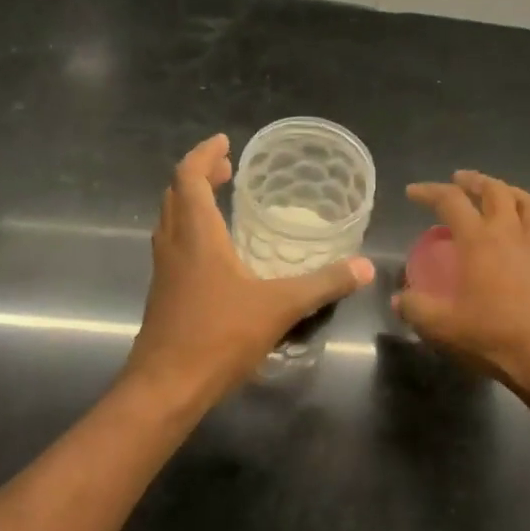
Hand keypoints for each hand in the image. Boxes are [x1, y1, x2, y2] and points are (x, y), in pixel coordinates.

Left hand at [124, 134, 373, 412]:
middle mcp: (174, 245)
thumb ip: (324, 284)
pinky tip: (217, 254)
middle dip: (200, 176)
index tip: (224, 142)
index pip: (189, 178)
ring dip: (191, 202)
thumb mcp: (280, 306)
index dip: (204, 155)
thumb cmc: (218, 336)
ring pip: (170, 220)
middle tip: (229, 170)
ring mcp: (164, 271)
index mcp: (196, 235)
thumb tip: (366, 266)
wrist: (166, 387)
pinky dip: (190, 231)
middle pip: (175, 194)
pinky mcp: (163, 294)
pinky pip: (173, 246)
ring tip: (221, 201)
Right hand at [394, 171, 529, 390]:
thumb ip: (415, 308)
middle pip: (495, 190)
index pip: (451, 201)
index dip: (430, 191)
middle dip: (474, 180)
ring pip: (527, 202)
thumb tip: (398, 299)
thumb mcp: (442, 327)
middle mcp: (510, 232)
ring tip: (497, 195)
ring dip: (508, 191)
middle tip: (459, 181)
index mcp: (479, 240)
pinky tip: (524, 239)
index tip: (414, 192)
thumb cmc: (493, 336)